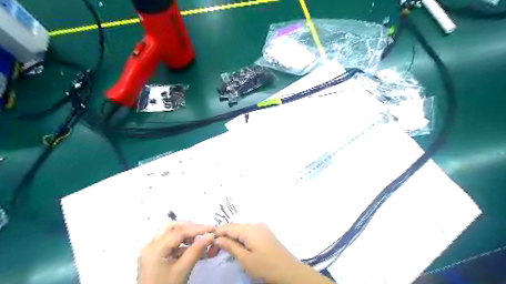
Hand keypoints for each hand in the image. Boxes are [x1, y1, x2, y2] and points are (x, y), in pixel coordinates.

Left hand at [138, 222, 214, 283]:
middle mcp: (150, 245)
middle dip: (189, 227)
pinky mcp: (154, 256)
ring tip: (199, 239)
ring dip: (185, 234)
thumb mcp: (183, 270)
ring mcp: (151, 251)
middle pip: (172, 227)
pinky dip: (180, 243)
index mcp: (155, 248)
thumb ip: (197, 250)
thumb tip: (211, 235)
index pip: (179, 231)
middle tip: (204, 231)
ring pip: (170, 234)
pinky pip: (168, 243)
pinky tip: (191, 248)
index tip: (212, 228)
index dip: (197, 228)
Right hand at [213, 223, 299, 282]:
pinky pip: (249, 233)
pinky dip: (241, 239)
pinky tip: (236, 247)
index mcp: (250, 229)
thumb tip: (217, 239)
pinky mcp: (265, 234)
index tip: (207, 243)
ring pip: (242, 230)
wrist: (289, 272)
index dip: (217, 234)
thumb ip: (230, 246)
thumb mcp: (245, 259)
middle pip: (235, 228)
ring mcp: (262, 228)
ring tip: (223, 250)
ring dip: (232, 238)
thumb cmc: (265, 266)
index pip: (229, 227)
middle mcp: (256, 224)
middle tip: (213, 251)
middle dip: (223, 237)